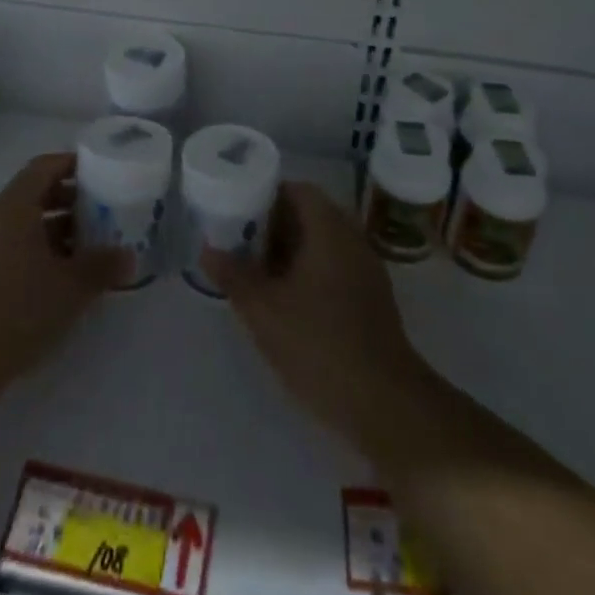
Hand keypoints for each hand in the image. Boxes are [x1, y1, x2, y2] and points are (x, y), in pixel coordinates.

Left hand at [0, 154, 121, 411]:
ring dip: (56, 227)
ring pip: (24, 221)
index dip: (73, 164)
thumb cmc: (16, 311)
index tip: (101, 171)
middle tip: (103, 209)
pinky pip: (12, 244)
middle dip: (70, 198)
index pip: (45, 166)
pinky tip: (61, 274)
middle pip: (35, 192)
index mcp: (14, 206)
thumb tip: (128, 256)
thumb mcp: (70, 288)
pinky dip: (39, 248)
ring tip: (89, 244)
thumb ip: (102, 266)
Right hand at [201, 182, 433, 451]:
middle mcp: (352, 239)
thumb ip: (234, 276)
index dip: (266, 195)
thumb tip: (208, 249)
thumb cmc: (320, 345)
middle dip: (274, 226)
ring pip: (323, 244)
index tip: (238, 211)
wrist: (385, 404)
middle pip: (310, 215)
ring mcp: (366, 270)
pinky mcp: (372, 300)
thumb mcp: (264, 311)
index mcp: (329, 229)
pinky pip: (335, 268)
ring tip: (257, 273)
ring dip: (291, 252)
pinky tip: (286, 302)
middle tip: (241, 243)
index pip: (298, 190)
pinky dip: (309, 273)